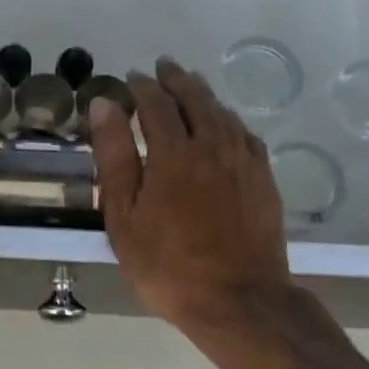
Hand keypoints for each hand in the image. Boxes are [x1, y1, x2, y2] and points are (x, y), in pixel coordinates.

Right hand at [91, 58, 291, 332]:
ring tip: (191, 85)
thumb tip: (105, 104)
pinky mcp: (263, 180)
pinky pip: (246, 135)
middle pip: (194, 99)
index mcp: (173, 153)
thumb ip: (114, 156)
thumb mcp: (123, 216)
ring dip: (203, 94)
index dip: (142, 87)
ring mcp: (243, 162)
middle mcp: (212, 146)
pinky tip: (225, 124)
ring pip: (223, 113)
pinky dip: (229, 120)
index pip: (156, 104)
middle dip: (176, 79)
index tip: (131, 77)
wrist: (238, 301)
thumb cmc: (167, 265)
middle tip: (163, 66)